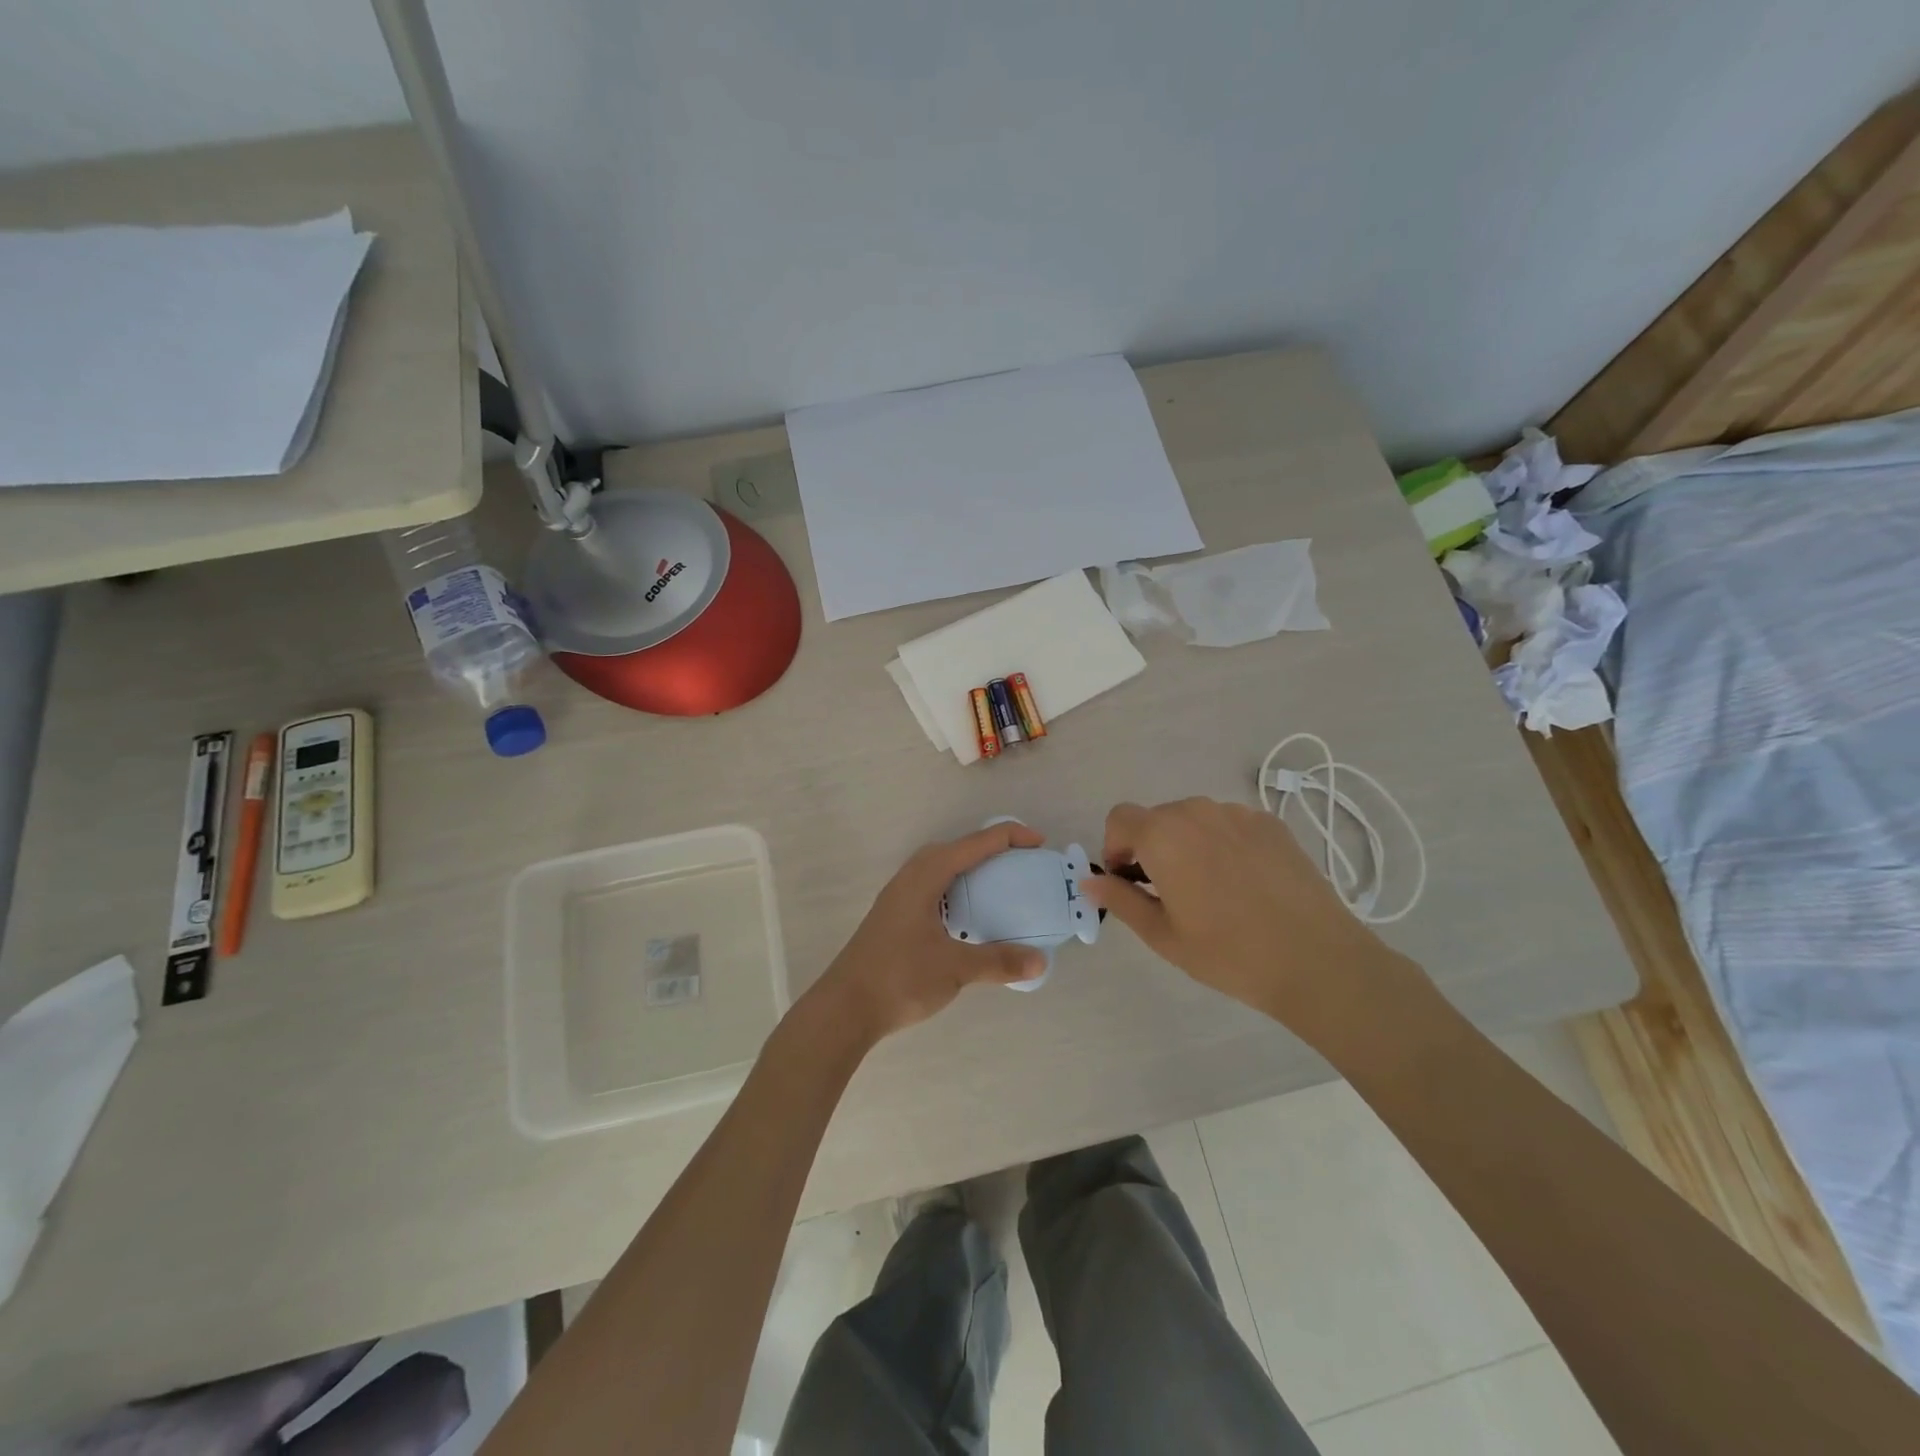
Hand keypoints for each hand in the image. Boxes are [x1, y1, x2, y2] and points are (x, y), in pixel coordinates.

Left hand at [808, 822, 1050, 1043]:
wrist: (844, 1008)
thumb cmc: (899, 978)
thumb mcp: (955, 968)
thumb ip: (999, 961)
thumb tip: (1040, 961)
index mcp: (926, 876)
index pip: (975, 844)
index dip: (1009, 837)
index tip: (1040, 844)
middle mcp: (911, 877)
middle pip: (956, 849)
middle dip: (990, 849)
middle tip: (1021, 863)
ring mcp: (899, 896)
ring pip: (941, 868)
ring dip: (970, 869)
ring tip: (999, 885)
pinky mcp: (895, 916)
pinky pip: (933, 887)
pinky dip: (956, 889)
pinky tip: (967, 916)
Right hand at [1079, 797, 1412, 1042]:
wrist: (1317, 960)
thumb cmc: (1228, 953)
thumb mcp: (1162, 935)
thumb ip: (1120, 899)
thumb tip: (1089, 881)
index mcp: (1163, 834)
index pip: (1120, 818)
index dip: (1115, 847)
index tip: (1130, 881)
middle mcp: (1197, 811)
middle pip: (1157, 818)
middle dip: (1151, 847)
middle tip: (1168, 893)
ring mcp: (1238, 813)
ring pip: (1194, 820)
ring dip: (1187, 844)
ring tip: (1211, 890)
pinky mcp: (1271, 824)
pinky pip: (1229, 825)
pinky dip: (1222, 845)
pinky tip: (1245, 885)